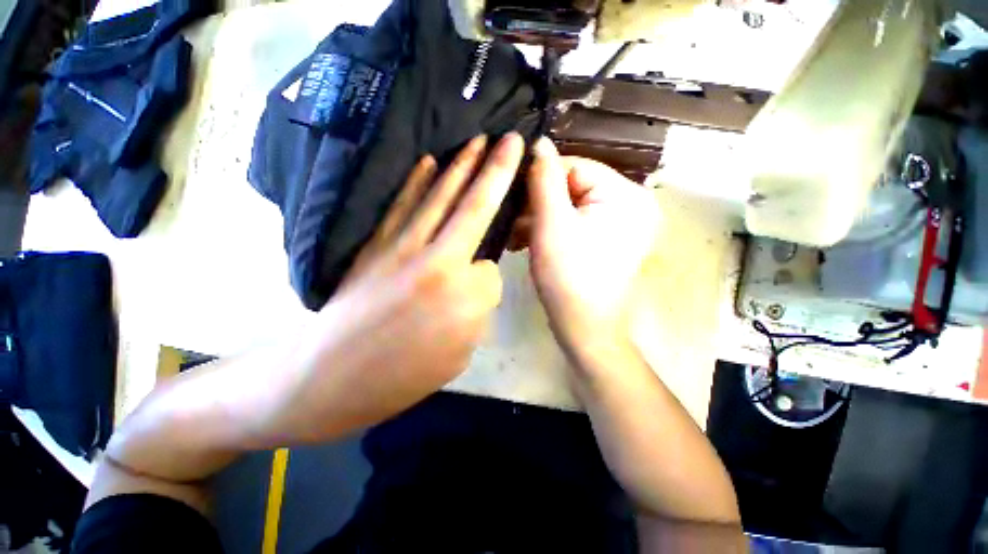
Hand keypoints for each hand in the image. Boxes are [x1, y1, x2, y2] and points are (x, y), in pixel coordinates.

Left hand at [255, 134, 525, 441]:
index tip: (478, 293)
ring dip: (462, 165)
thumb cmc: (401, 378)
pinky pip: (402, 205)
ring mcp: (402, 248)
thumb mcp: (458, 355)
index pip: (492, 271)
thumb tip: (475, 274)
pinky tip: (428, 160)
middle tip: (512, 139)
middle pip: (475, 207)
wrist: (327, 380)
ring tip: (478, 139)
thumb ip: (476, 309)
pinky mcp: (375, 245)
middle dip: (498, 169)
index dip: (489, 280)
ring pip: (440, 196)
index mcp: (463, 298)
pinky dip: (417, 180)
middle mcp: (438, 262)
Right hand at [524, 138, 660, 365]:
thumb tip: (538, 143)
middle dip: (538, 205)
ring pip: (571, 206)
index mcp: (626, 195)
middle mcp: (631, 204)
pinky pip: (576, 223)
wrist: (584, 328)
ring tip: (516, 237)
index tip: (514, 199)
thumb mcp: (550, 224)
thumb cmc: (567, 276)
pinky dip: (552, 230)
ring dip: (540, 219)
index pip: (575, 166)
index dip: (541, 180)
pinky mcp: (609, 240)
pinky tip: (529, 242)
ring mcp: (621, 224)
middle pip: (573, 187)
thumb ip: (544, 179)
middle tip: (512, 223)